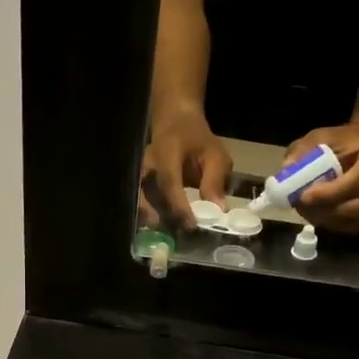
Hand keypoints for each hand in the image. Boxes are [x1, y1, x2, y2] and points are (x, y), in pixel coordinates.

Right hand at [140, 108, 233, 230]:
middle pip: (148, 196)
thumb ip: (215, 180)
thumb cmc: (197, 139)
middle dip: (163, 218)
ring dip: (156, 220)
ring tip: (173, 236)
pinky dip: (152, 217)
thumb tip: (219, 210)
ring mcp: (139, 174)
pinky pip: (142, 203)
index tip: (192, 226)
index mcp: (166, 153)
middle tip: (180, 236)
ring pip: (141, 202)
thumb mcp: (215, 154)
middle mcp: (147, 164)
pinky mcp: (139, 183)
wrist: (175, 122)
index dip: (179, 206)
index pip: (169, 182)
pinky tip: (165, 229)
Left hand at [280, 122, 358, 233]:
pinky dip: (329, 224)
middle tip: (302, 205)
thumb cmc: (341, 142)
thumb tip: (286, 170)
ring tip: (304, 208)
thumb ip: (303, 151)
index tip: (304, 196)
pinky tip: (314, 212)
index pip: (357, 181)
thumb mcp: (320, 137)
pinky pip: (349, 227)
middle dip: (326, 211)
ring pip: (353, 221)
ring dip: (325, 219)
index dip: (330, 193)